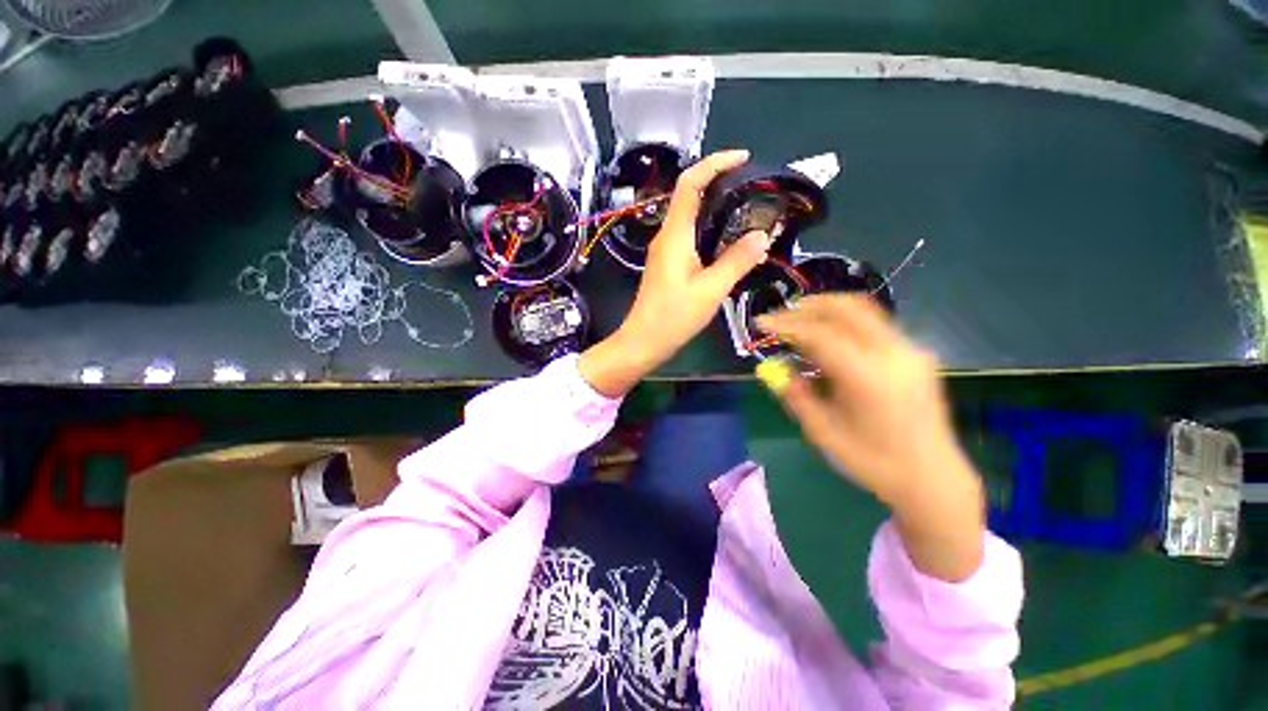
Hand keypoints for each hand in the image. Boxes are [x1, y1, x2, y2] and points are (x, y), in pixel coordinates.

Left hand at [579, 150, 772, 396]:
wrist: (643, 341)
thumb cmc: (673, 317)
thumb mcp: (711, 290)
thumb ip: (736, 261)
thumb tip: (762, 235)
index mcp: (674, 236)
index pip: (689, 184)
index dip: (714, 163)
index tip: (743, 158)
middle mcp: (666, 236)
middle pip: (689, 195)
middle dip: (718, 181)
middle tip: (752, 186)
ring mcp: (665, 250)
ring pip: (690, 216)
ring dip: (715, 206)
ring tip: (747, 208)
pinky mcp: (667, 263)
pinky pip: (689, 235)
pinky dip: (709, 228)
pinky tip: (728, 239)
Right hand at [755, 294, 985, 580]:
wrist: (933, 478)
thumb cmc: (873, 461)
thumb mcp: (822, 431)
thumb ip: (796, 395)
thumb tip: (776, 369)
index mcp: (867, 376)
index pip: (819, 334)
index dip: (785, 325)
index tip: (761, 322)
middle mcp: (893, 354)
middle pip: (847, 308)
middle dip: (809, 306)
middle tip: (783, 314)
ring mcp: (909, 351)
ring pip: (864, 312)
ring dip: (828, 311)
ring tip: (802, 322)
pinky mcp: (916, 355)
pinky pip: (874, 327)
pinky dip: (846, 324)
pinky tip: (831, 341)